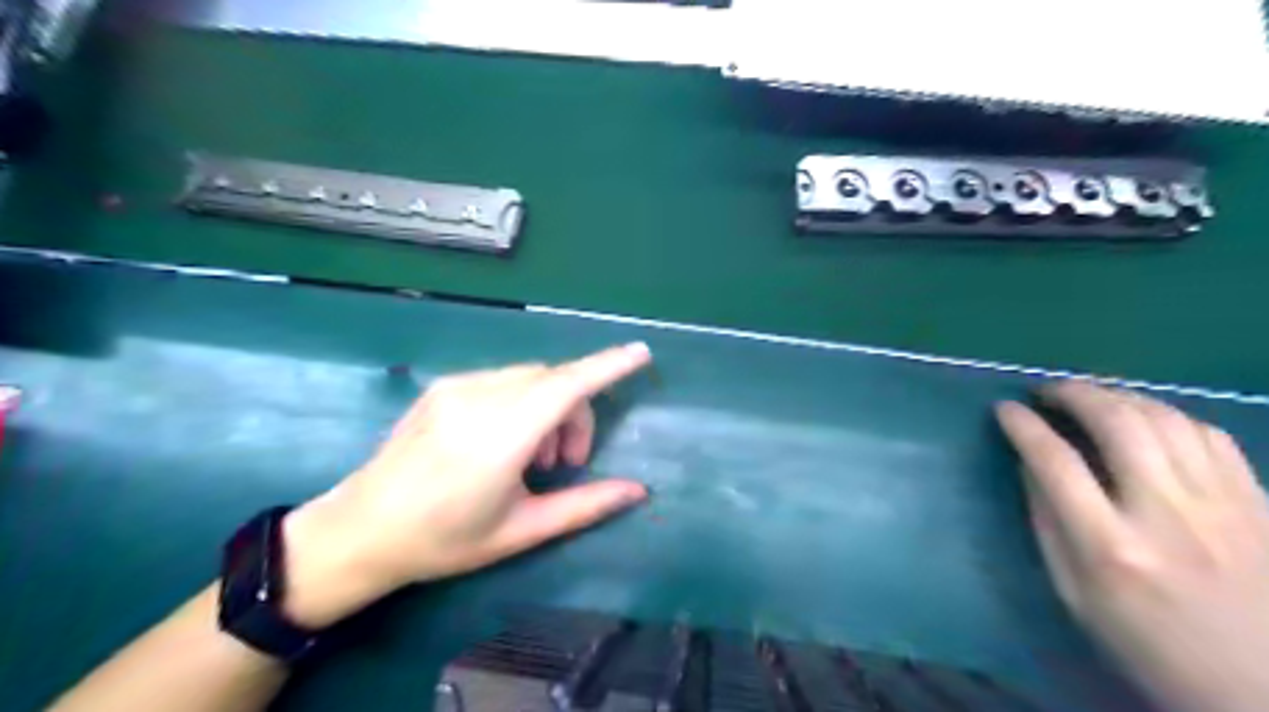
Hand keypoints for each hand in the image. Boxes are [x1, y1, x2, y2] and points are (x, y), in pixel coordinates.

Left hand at [280, 345, 653, 627]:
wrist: (359, 531)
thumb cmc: (444, 541)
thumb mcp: (521, 531)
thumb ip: (584, 506)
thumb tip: (637, 490)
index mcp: (499, 438)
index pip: (566, 386)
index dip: (608, 366)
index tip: (641, 353)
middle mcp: (479, 400)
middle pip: (554, 381)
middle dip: (576, 412)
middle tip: (567, 463)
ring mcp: (456, 387)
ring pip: (529, 377)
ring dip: (549, 407)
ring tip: (534, 459)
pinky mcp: (442, 386)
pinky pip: (503, 380)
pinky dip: (523, 402)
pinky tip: (506, 441)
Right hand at [996, 380, 1268, 710]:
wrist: (1264, 691)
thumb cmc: (1148, 647)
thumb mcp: (1074, 594)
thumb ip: (1048, 523)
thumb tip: (1030, 464)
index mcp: (1110, 547)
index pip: (1055, 461)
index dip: (1023, 425)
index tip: (1005, 409)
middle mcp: (1166, 514)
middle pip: (1117, 423)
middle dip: (1072, 393)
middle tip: (1046, 391)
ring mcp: (1221, 504)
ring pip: (1166, 418)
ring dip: (1118, 395)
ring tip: (1090, 398)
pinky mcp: (1257, 502)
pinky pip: (1210, 434)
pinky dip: (1169, 414)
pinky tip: (1147, 419)